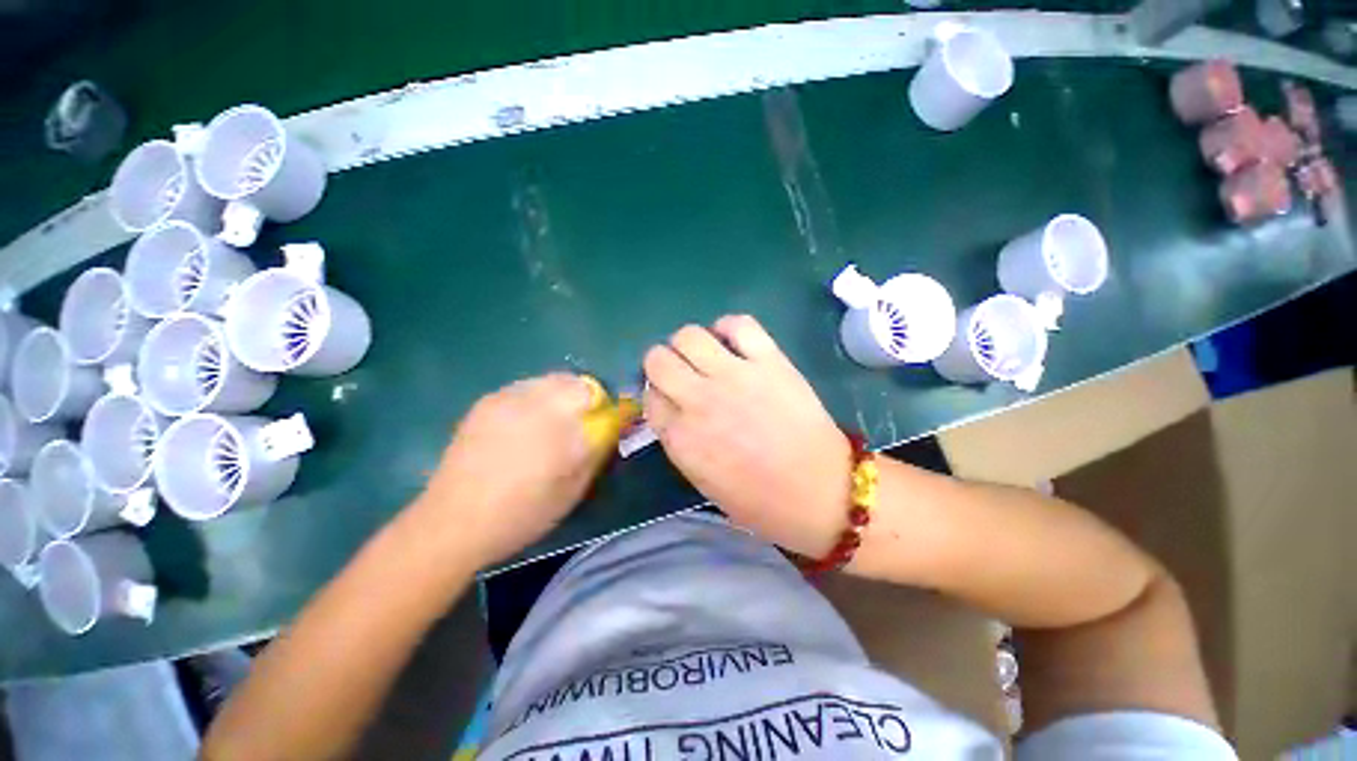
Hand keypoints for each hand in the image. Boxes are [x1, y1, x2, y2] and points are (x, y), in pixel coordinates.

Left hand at [417, 373, 607, 566]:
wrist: (455, 521)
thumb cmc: (523, 512)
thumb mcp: (574, 489)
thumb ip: (596, 451)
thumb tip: (610, 428)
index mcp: (560, 426)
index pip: (595, 396)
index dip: (604, 406)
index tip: (603, 422)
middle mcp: (535, 403)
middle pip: (573, 381)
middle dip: (583, 397)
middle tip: (579, 423)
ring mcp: (507, 398)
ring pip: (548, 381)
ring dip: (559, 395)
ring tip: (551, 422)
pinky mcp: (487, 401)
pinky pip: (524, 387)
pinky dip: (535, 398)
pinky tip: (524, 424)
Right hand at [643, 316, 850, 557]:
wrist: (821, 492)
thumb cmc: (760, 500)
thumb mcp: (702, 480)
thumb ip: (680, 440)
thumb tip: (672, 408)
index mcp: (681, 438)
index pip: (649, 398)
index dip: (657, 395)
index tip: (669, 398)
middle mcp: (699, 400)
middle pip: (658, 359)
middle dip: (662, 364)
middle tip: (682, 374)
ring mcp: (735, 376)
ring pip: (689, 335)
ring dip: (689, 344)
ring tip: (706, 356)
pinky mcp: (769, 361)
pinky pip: (738, 324)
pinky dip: (729, 328)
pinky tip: (733, 342)